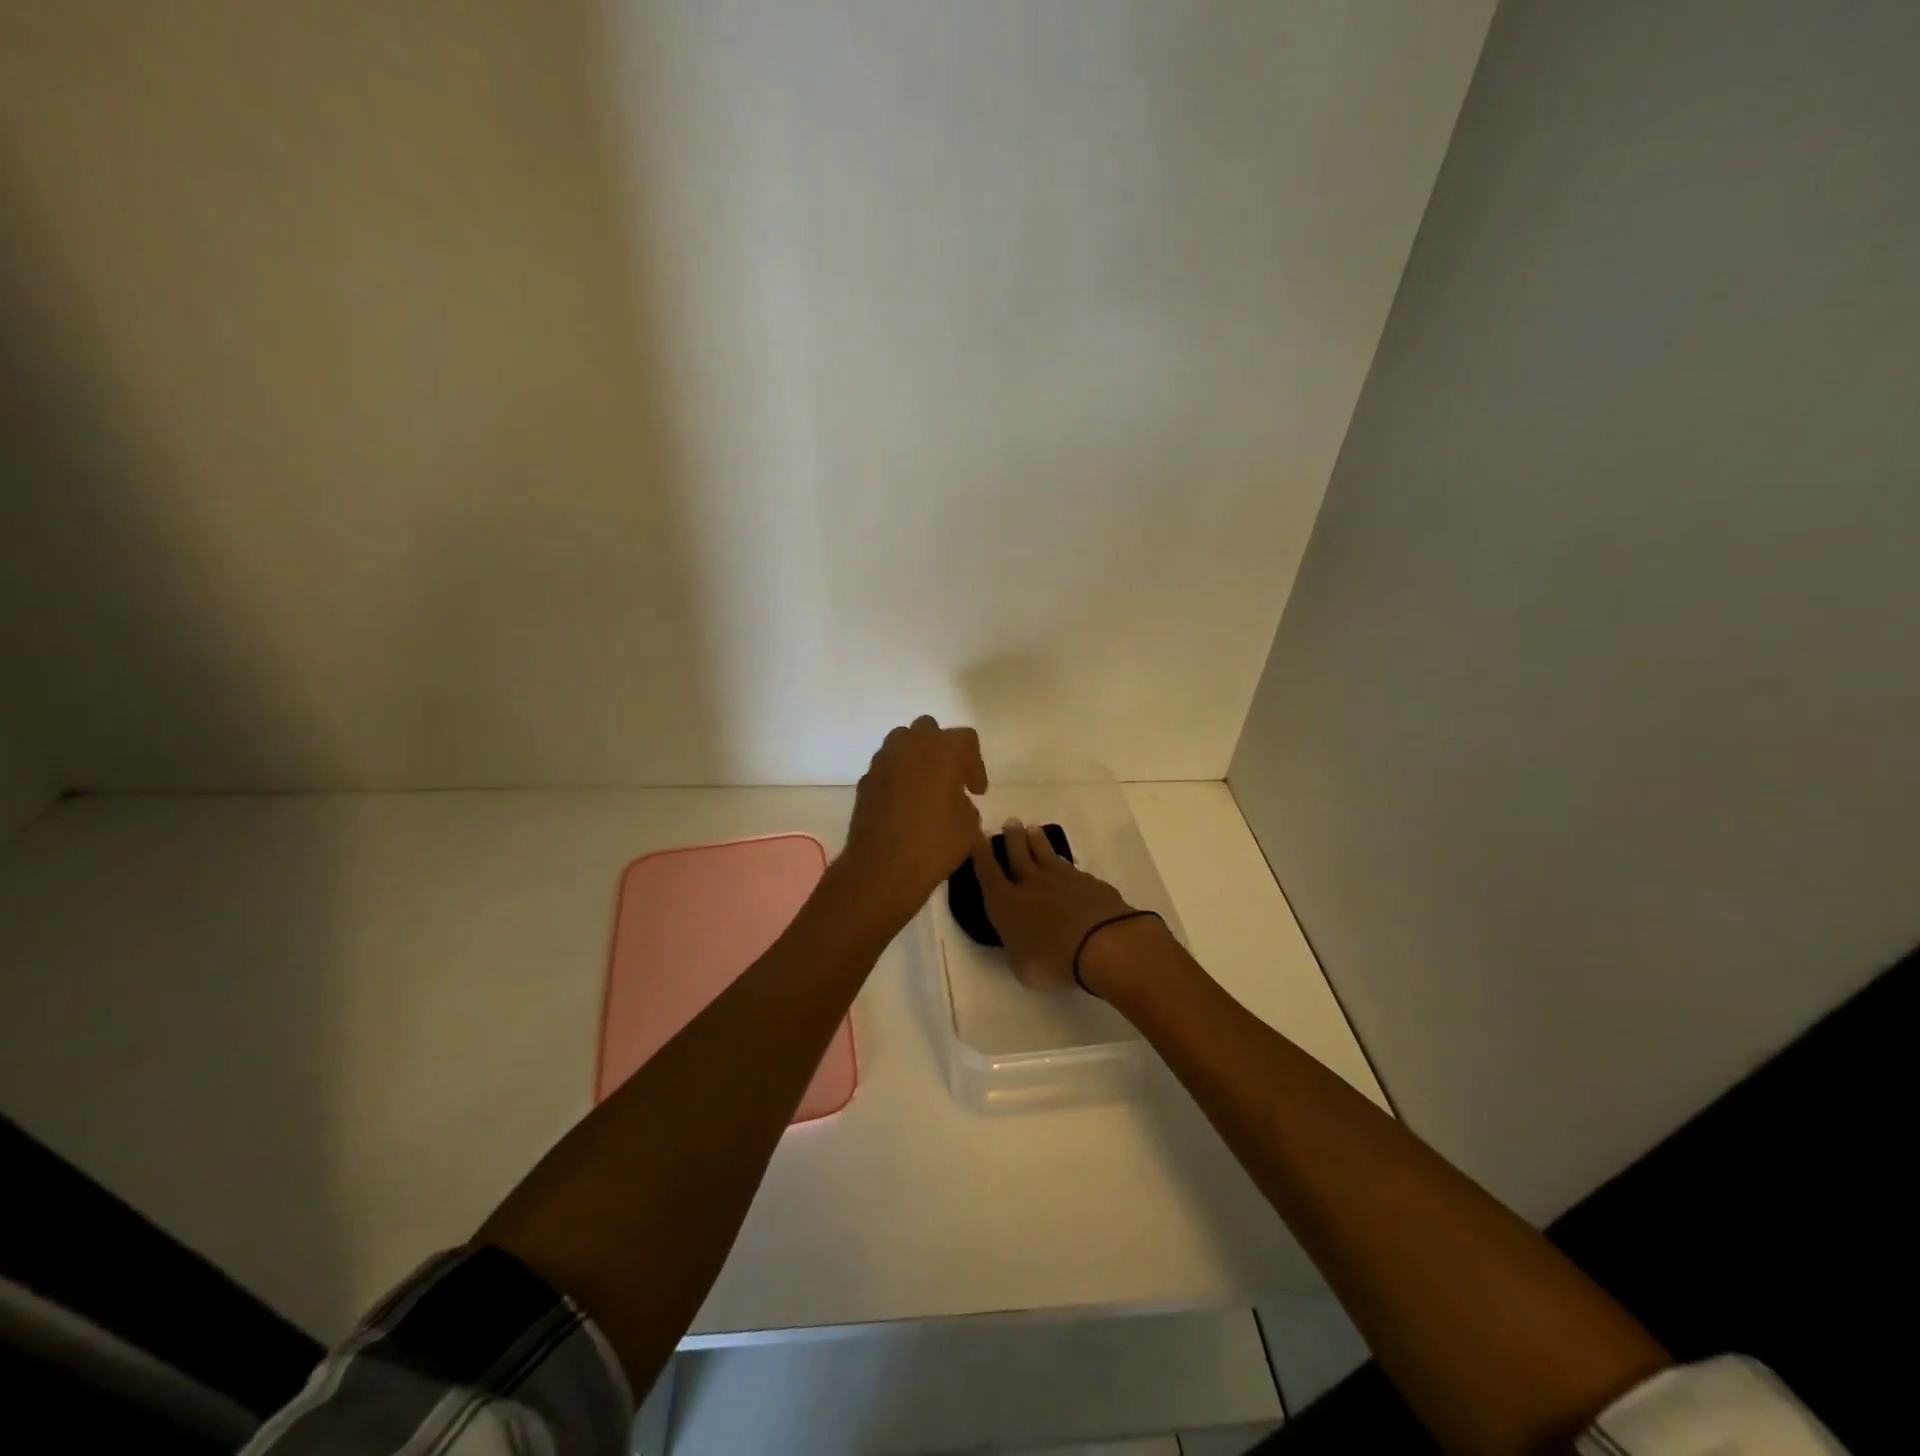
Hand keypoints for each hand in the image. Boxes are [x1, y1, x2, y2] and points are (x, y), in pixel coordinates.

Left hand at [840, 716, 988, 929]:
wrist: (882, 868)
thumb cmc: (935, 843)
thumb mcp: (969, 826)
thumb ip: (965, 804)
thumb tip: (955, 802)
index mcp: (945, 749)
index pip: (966, 740)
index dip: (975, 765)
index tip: (976, 791)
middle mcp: (912, 744)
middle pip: (930, 730)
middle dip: (942, 751)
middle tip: (950, 780)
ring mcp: (884, 760)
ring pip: (902, 742)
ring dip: (916, 758)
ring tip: (924, 787)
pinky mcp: (865, 779)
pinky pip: (886, 767)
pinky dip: (897, 777)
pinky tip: (903, 804)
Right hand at [971, 817, 1142, 990]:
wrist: (1103, 942)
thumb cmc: (1054, 960)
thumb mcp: (1023, 967)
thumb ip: (1017, 948)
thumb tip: (1019, 940)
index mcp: (1006, 903)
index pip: (988, 872)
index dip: (980, 853)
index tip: (976, 835)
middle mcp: (1031, 883)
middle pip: (1018, 853)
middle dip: (1012, 838)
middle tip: (1010, 822)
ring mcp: (1062, 878)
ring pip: (1045, 853)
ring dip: (1037, 841)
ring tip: (1033, 829)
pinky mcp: (1088, 881)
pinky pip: (1071, 868)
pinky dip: (1064, 865)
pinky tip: (1066, 866)